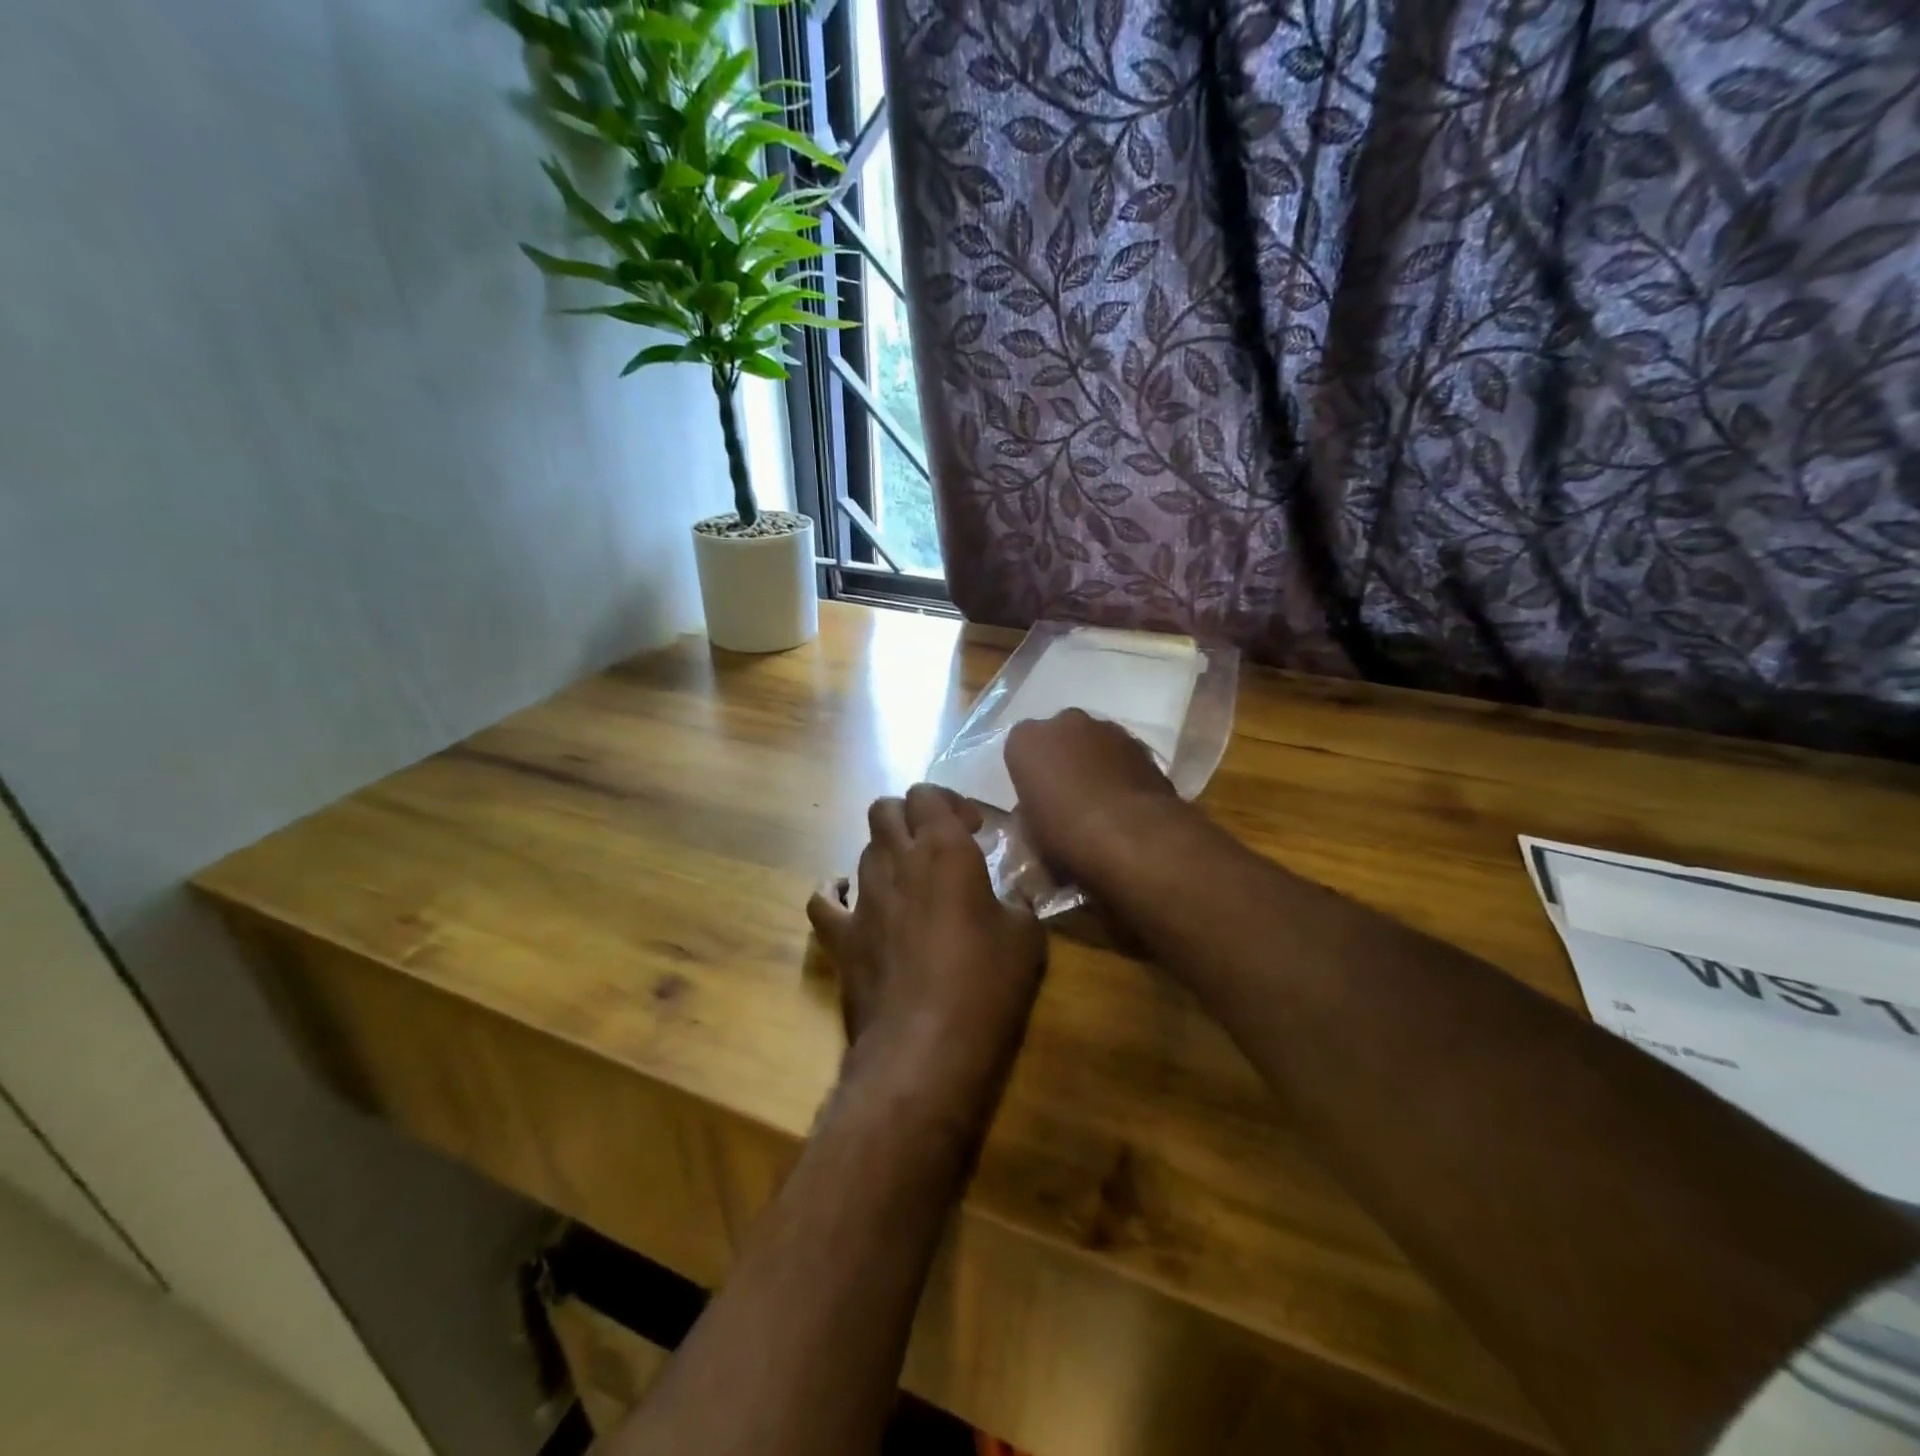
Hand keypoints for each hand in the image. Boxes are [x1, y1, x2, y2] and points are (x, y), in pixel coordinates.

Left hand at [807, 785, 1046, 1113]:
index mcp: (943, 850)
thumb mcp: (1026, 937)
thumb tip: (1012, 898)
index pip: (928, 794)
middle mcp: (897, 861)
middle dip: (909, 816)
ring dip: (886, 853)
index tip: (971, 830)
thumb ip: (1018, 902)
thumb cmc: (986, 985)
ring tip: (910, 881)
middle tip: (938, 846)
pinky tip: (851, 899)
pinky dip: (836, 891)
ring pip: (862, 848)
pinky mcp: (841, 937)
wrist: (926, 1048)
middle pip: (885, 809)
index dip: (948, 803)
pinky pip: (825, 900)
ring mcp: (863, 898)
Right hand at [1004, 710, 1179, 878]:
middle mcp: (1064, 723)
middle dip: (1061, 759)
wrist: (1133, 836)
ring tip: (1101, 800)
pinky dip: (1120, 769)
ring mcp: (1106, 728)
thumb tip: (1040, 809)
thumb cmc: (1068, 835)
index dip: (1029, 773)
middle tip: (1067, 795)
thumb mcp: (1031, 833)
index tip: (1036, 797)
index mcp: (1027, 741)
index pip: (1019, 749)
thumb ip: (1030, 811)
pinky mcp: (1140, 742)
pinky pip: (1120, 753)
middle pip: (1058, 737)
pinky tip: (1125, 800)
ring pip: (1092, 742)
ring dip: (1092, 762)